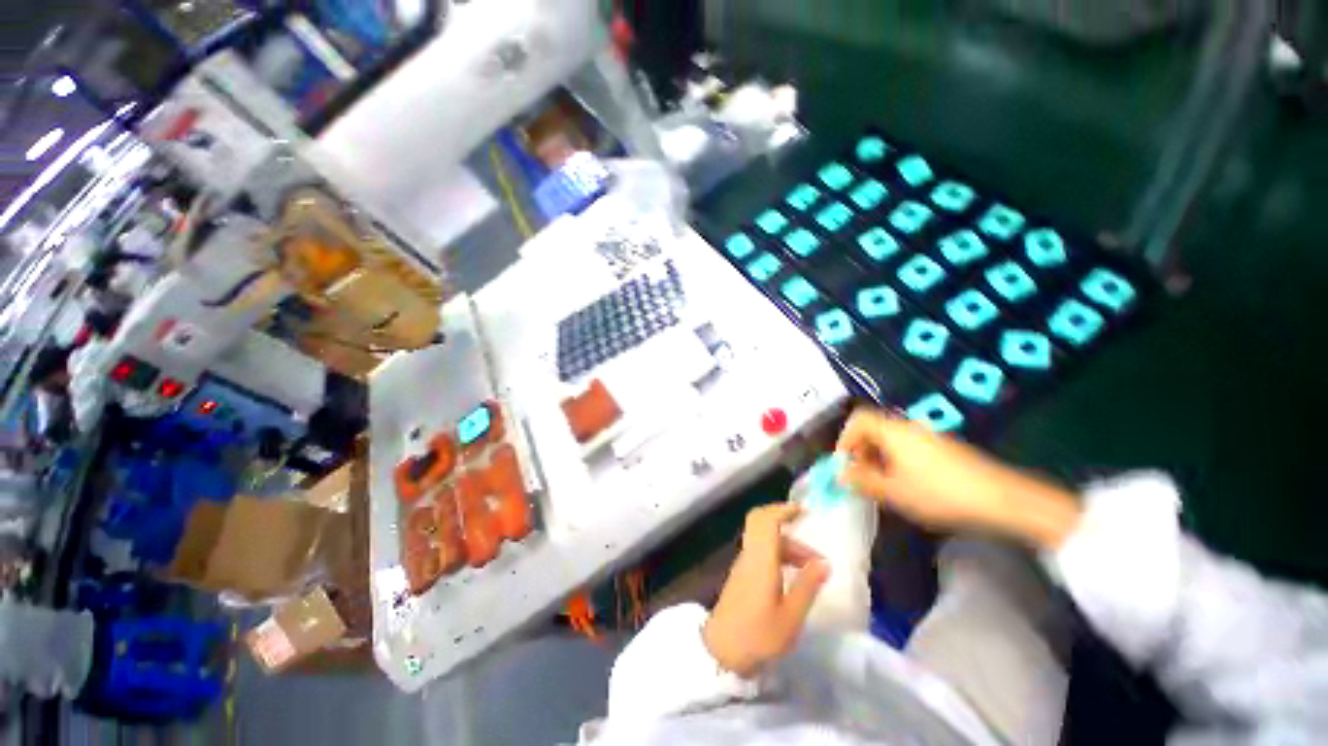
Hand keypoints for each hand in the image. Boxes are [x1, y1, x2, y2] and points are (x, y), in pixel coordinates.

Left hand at [702, 504, 829, 676]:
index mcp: (760, 560)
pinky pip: (761, 550)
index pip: (766, 520)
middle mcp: (749, 554)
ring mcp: (743, 562)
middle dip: (784, 520)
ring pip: (764, 538)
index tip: (803, 510)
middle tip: (807, 528)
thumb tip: (824, 563)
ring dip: (787, 543)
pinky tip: (794, 573)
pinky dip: (779, 552)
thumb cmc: (758, 635)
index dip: (783, 509)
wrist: (722, 651)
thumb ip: (807, 586)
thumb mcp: (791, 617)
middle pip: (761, 522)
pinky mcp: (742, 573)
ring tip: (812, 566)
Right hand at [835, 408, 1081, 548]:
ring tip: (883, 484)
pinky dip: (896, 460)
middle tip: (862, 477)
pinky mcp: (942, 448)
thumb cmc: (939, 493)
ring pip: (890, 439)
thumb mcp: (893, 491)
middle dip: (860, 450)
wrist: (1001, 499)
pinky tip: (907, 484)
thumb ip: (862, 481)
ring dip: (878, 457)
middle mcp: (908, 427)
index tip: (844, 463)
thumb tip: (839, 474)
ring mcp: (927, 436)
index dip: (845, 438)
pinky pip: (908, 446)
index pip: (858, 420)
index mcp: (892, 431)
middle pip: (873, 428)